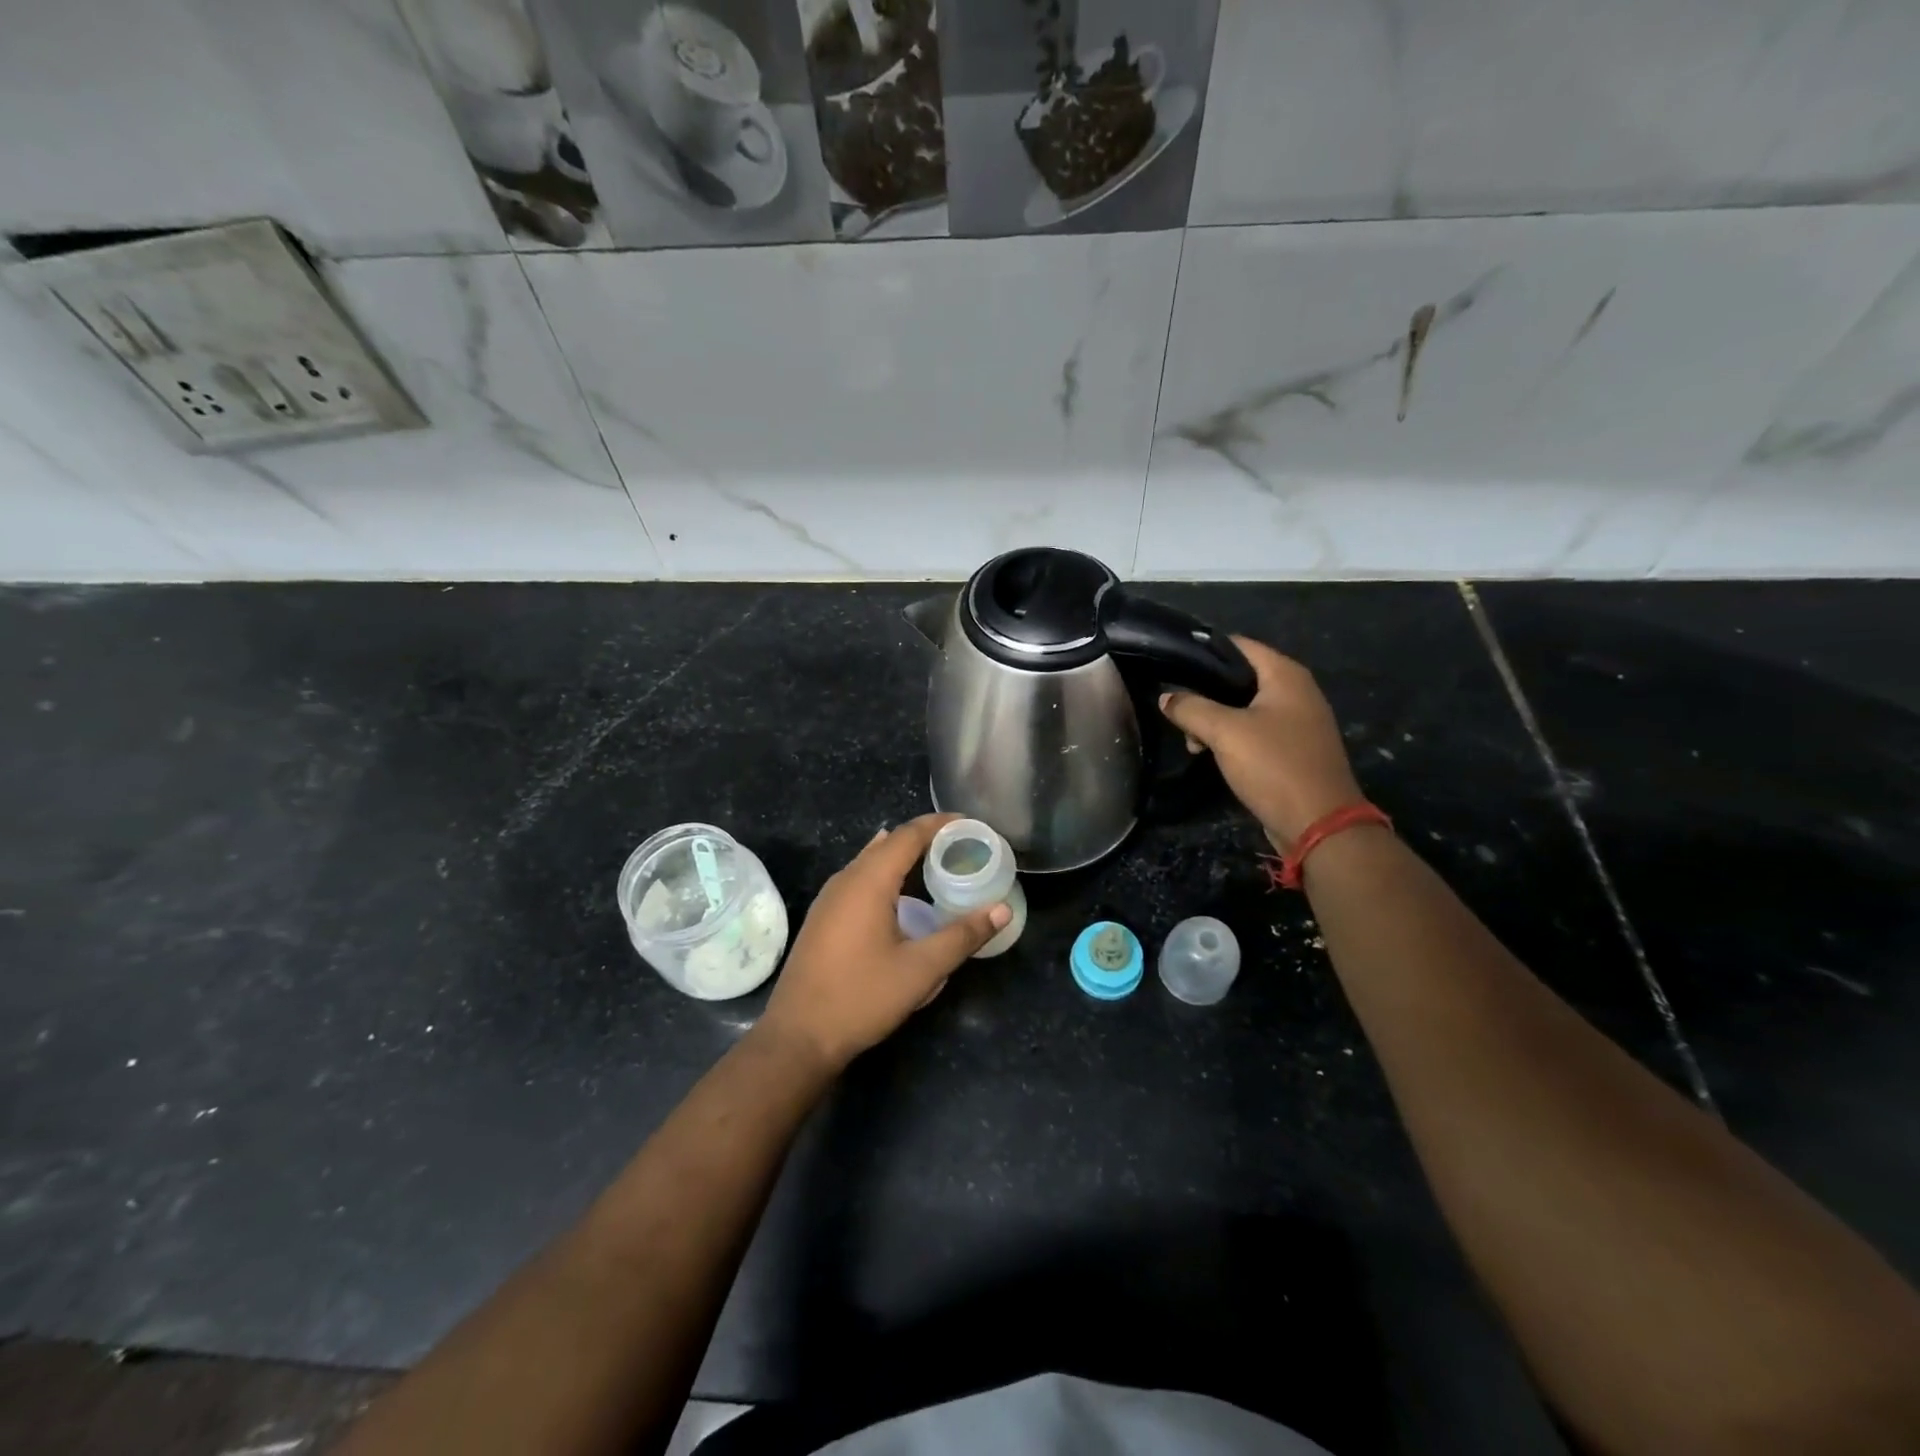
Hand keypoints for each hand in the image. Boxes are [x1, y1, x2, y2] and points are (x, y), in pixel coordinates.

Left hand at [755, 814, 1010, 1073]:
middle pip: (889, 842)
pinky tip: (900, 893)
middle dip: (925, 838)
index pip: (908, 835)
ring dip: (904, 856)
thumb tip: (1002, 910)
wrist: (798, 1036)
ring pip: (871, 861)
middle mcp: (845, 880)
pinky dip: (886, 873)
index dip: (940, 824)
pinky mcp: (823, 917)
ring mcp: (829, 898)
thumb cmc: (861, 997)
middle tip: (961, 845)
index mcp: (868, 882)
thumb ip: (963, 936)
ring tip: (937, 863)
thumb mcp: (921, 970)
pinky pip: (859, 879)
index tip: (971, 824)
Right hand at [1159, 636, 1363, 850]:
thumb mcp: (1224, 732)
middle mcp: (1297, 692)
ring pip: (1245, 708)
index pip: (1239, 645)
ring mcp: (1298, 722)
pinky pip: (1256, 732)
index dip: (1204, 651)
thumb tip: (1167, 697)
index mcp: (1286, 675)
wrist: (1319, 824)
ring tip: (1191, 741)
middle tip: (1178, 711)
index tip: (1173, 664)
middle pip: (1240, 678)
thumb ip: (1191, 708)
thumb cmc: (1273, 765)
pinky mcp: (1294, 749)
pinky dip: (1232, 738)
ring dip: (1215, 720)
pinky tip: (1210, 753)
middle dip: (1206, 693)